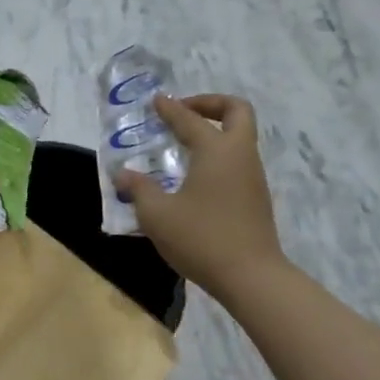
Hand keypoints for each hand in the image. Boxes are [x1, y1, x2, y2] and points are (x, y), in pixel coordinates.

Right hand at [115, 94, 287, 295]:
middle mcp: (239, 156)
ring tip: (181, 146)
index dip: (170, 108)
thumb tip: (124, 174)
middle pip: (237, 111)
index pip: (190, 119)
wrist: (252, 278)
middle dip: (210, 104)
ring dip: (213, 132)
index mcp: (217, 151)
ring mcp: (252, 177)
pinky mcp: (255, 198)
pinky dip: (216, 156)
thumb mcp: (157, 214)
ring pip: (239, 138)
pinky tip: (193, 177)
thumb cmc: (202, 238)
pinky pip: (236, 161)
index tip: (155, 101)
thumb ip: (139, 189)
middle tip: (183, 113)